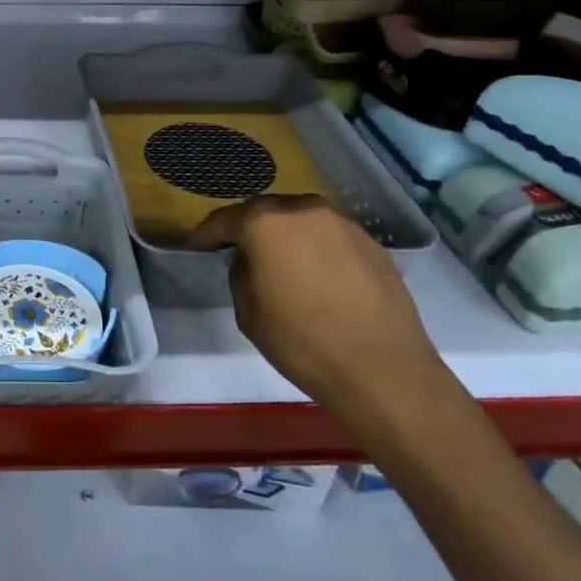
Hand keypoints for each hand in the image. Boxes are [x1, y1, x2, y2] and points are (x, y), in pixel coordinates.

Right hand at [187, 196, 443, 411]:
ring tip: (282, 263)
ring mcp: (342, 223)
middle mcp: (304, 210)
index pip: (225, 220)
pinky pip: (330, 237)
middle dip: (249, 229)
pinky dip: (317, 249)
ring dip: (286, 236)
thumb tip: (251, 262)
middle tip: (239, 252)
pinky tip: (318, 277)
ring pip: (301, 221)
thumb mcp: (249, 314)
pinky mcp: (371, 242)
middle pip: (265, 212)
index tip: (196, 245)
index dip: (207, 234)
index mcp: (265, 223)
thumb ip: (240, 275)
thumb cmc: (303, 343)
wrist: (384, 370)